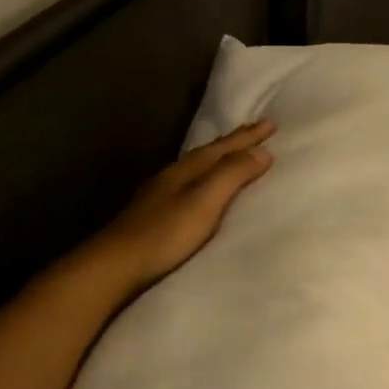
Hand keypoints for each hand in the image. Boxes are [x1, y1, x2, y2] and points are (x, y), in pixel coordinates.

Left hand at [84, 119, 274, 291]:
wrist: (116, 265)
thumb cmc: (165, 234)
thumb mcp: (204, 202)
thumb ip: (232, 175)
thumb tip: (263, 151)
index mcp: (186, 170)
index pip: (223, 148)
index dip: (248, 137)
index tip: (271, 124)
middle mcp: (172, 176)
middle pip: (208, 153)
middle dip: (234, 142)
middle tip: (256, 130)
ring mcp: (160, 195)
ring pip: (197, 168)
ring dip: (219, 159)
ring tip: (234, 155)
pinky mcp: (155, 215)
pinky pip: (189, 185)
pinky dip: (205, 179)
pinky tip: (201, 189)